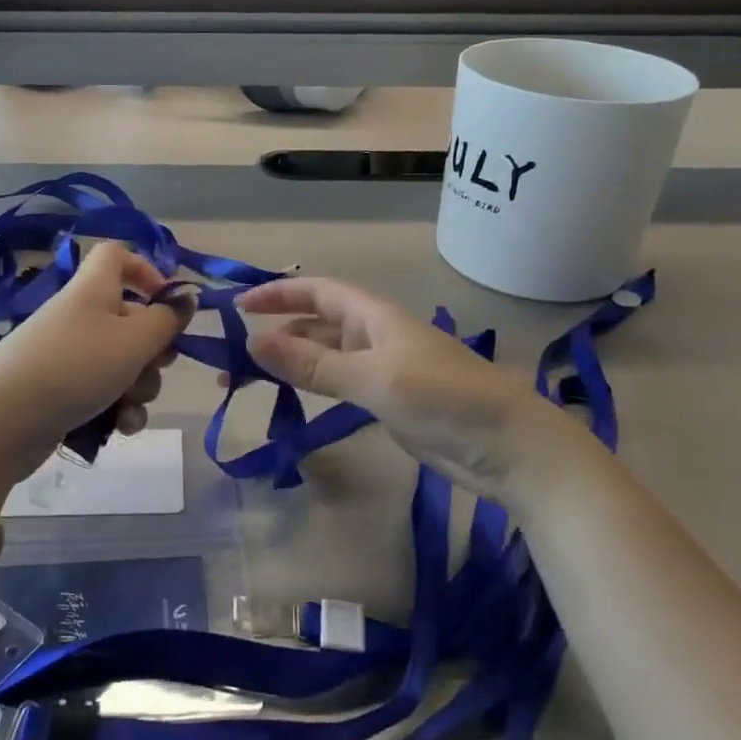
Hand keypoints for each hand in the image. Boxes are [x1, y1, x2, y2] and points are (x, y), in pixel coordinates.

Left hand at [0, 242, 192, 501]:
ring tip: (129, 405)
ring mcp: (70, 356)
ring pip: (123, 363)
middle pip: (131, 318)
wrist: (3, 422)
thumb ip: (167, 320)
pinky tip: (121, 427)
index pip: (117, 256)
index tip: (167, 301)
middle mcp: (82, 316)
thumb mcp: (134, 341)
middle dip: (154, 349)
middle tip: (158, 365)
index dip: (145, 270)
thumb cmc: (77, 365)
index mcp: (94, 289)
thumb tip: (187, 297)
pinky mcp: (63, 393)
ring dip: (139, 387)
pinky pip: (104, 393)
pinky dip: (118, 409)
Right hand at [237, 277, 605, 508]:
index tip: (237, 307)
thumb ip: (314, 363)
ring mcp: (383, 368)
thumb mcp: (374, 378)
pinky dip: (311, 384)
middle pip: (316, 321)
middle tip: (231, 353)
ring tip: (248, 378)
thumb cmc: (444, 399)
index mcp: (375, 316)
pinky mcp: (388, 400)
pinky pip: (338, 382)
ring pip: (325, 354)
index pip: (317, 291)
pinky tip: (291, 396)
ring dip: (289, 359)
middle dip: (275, 330)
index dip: (277, 292)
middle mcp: (375, 334)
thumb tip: (254, 343)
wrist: (509, 448)